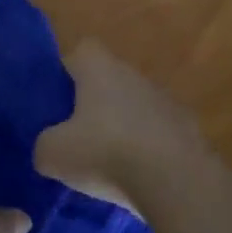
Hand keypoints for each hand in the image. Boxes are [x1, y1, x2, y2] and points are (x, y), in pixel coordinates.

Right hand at [34, 39, 210, 216]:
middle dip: (93, 104)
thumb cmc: (106, 153)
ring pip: (134, 107)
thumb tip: (50, 145)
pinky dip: (147, 149)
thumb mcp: (53, 154)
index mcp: (100, 69)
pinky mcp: (187, 129)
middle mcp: (134, 74)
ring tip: (109, 164)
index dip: (67, 71)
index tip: (57, 100)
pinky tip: (138, 178)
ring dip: (122, 127)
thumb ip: (44, 143)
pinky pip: (157, 133)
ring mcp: (165, 100)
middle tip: (77, 136)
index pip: (81, 51)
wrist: (176, 181)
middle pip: (108, 80)